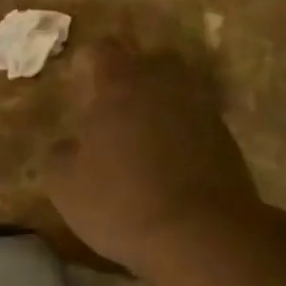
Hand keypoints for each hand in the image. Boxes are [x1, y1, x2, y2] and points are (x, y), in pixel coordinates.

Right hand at [44, 41, 265, 274]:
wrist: (201, 235)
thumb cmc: (121, 202)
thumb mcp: (65, 185)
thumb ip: (58, 154)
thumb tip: (68, 145)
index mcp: (120, 84)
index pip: (103, 50)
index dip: (88, 64)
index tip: (80, 87)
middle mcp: (163, 83)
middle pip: (146, 61)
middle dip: (128, 78)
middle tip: (111, 109)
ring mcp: (200, 107)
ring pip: (175, 89)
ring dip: (158, 104)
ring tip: (142, 135)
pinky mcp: (226, 136)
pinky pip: (196, 119)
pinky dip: (182, 131)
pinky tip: (170, 160)